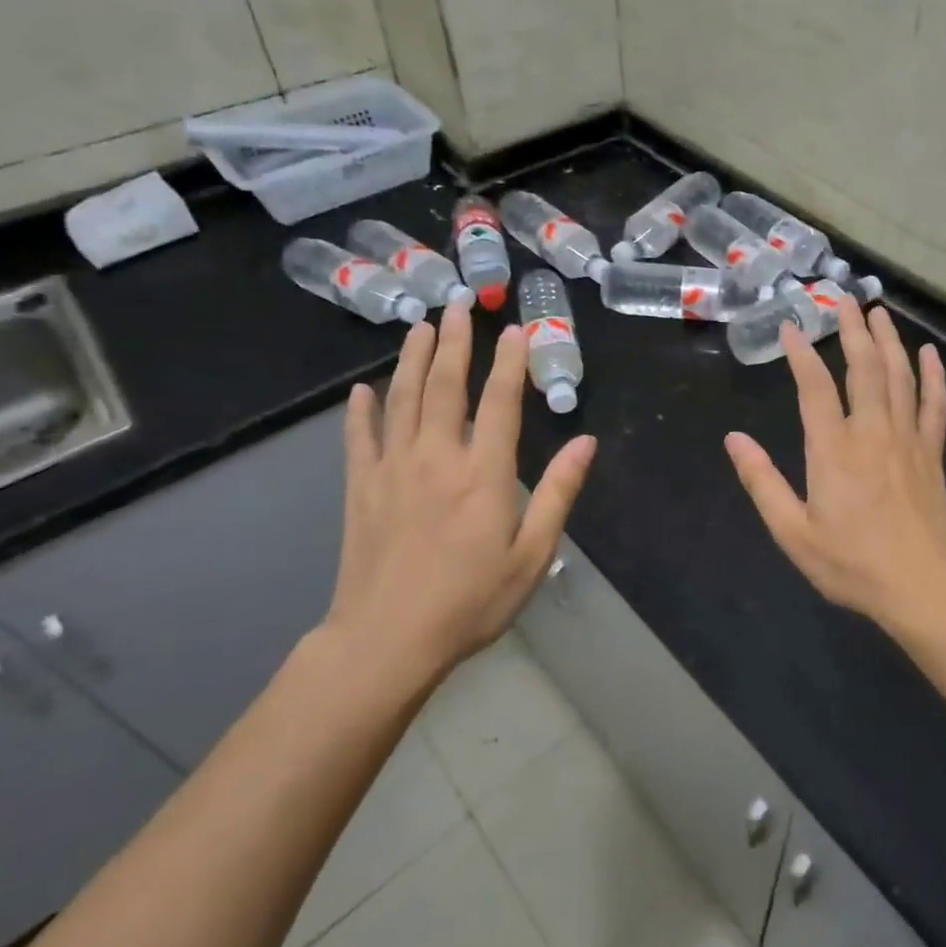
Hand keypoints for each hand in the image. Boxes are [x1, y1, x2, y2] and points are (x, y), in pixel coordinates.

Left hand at [322, 301, 594, 701]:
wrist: (387, 641)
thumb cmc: (470, 601)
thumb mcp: (532, 554)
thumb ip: (558, 493)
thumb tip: (586, 441)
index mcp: (483, 473)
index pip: (499, 402)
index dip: (509, 362)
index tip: (515, 328)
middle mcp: (436, 458)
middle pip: (445, 387)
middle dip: (455, 342)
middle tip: (457, 305)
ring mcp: (393, 469)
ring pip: (402, 400)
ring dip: (413, 360)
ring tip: (420, 327)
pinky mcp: (362, 489)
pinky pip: (359, 438)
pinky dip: (361, 411)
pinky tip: (362, 390)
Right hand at [724, 299, 945, 627]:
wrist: (923, 587)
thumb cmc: (852, 563)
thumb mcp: (793, 531)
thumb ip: (762, 481)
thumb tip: (734, 439)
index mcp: (833, 449)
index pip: (815, 387)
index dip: (802, 354)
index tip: (792, 326)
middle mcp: (872, 432)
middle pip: (864, 368)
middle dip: (853, 330)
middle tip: (845, 299)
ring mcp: (908, 439)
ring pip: (900, 377)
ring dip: (889, 340)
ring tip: (879, 312)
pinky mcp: (932, 453)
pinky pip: (935, 404)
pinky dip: (933, 376)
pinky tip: (929, 354)